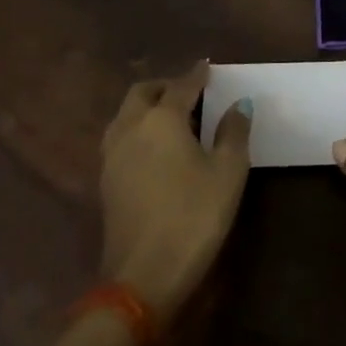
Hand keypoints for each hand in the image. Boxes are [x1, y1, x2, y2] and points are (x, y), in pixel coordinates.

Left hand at [99, 61, 251, 323]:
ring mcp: (112, 157)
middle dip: (165, 86)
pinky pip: (121, 139)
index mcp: (162, 119)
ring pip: (126, 115)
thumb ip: (234, 132)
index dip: (197, 75)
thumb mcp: (228, 173)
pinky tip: (155, 149)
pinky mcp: (106, 183)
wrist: (142, 279)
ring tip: (172, 119)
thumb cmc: (193, 217)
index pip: (181, 85)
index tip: (207, 66)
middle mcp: (131, 128)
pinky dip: (137, 130)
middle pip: (143, 93)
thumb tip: (239, 105)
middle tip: (188, 92)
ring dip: (146, 107)